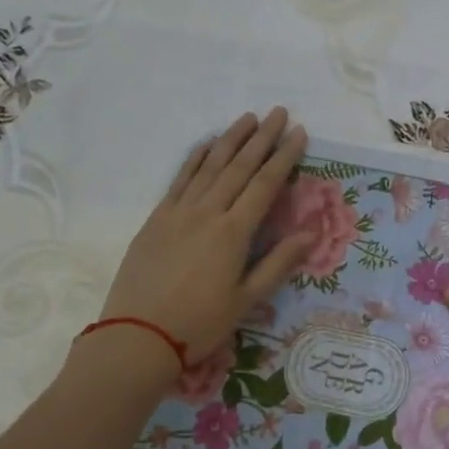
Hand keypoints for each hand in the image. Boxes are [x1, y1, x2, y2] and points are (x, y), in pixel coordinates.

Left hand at [100, 108, 312, 368]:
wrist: (138, 336)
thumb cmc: (199, 324)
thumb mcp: (246, 300)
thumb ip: (278, 263)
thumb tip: (310, 233)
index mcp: (233, 233)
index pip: (265, 185)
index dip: (284, 157)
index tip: (298, 132)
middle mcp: (207, 212)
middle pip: (239, 167)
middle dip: (261, 138)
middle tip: (278, 112)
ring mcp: (178, 212)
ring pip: (209, 166)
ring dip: (230, 139)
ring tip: (247, 118)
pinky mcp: (156, 219)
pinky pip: (179, 179)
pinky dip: (195, 158)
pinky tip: (206, 144)